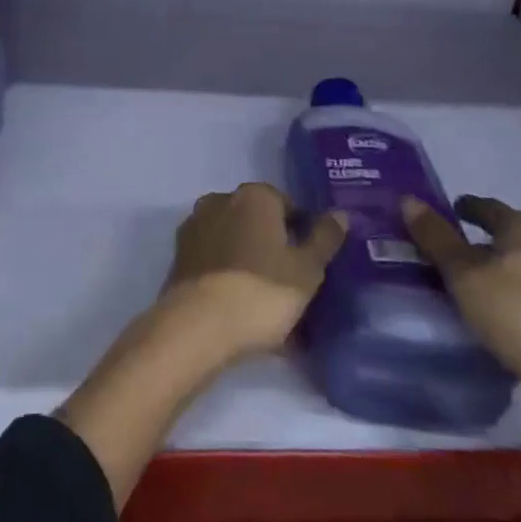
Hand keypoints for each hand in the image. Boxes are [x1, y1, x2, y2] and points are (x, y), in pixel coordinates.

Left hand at [157, 183, 347, 363]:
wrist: (198, 326)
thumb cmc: (261, 292)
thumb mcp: (307, 270)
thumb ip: (324, 238)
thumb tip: (340, 213)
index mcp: (254, 196)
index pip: (287, 206)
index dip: (302, 234)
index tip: (310, 265)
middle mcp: (221, 199)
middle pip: (258, 222)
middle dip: (273, 247)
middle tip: (290, 286)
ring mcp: (196, 225)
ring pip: (234, 241)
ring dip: (250, 262)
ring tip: (266, 305)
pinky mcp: (179, 254)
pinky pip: (215, 260)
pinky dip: (228, 275)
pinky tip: (240, 308)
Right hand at [402, 195, 520, 411]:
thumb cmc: (519, 315)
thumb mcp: (464, 274)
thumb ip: (436, 238)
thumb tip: (408, 199)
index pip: (491, 207)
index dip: (468, 206)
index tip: (449, 209)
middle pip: (511, 238)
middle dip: (483, 242)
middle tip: (451, 251)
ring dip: (499, 274)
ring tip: (470, 288)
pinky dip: (514, 300)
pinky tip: (499, 319)